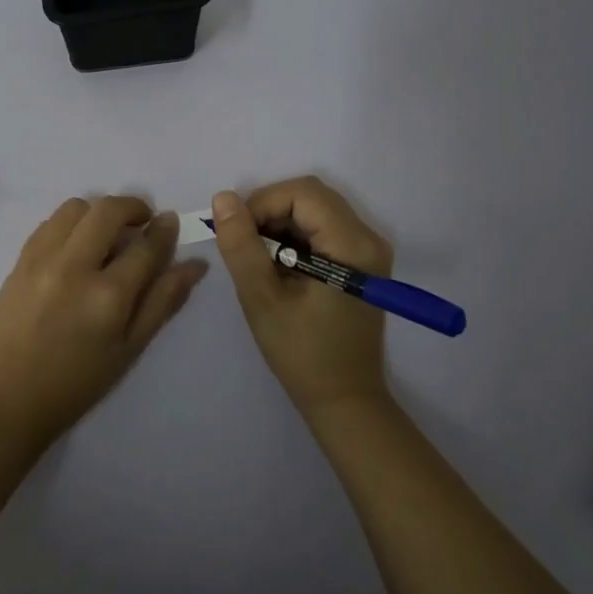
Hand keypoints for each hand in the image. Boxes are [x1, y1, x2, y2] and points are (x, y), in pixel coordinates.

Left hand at [0, 196, 208, 451]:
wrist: (4, 400)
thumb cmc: (75, 384)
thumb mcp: (129, 349)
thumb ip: (163, 301)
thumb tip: (196, 265)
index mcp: (108, 296)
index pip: (146, 245)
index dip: (164, 230)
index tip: (170, 223)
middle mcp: (75, 267)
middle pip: (109, 211)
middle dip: (133, 207)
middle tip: (142, 223)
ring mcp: (42, 259)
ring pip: (76, 207)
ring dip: (98, 212)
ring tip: (106, 235)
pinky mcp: (20, 260)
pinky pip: (50, 222)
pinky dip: (70, 223)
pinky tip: (76, 246)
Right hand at [211, 177, 392, 418]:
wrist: (344, 401)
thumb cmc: (303, 353)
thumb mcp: (262, 298)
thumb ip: (241, 245)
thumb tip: (223, 198)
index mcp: (352, 244)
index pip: (303, 193)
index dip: (263, 203)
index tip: (238, 233)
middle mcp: (368, 238)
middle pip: (311, 197)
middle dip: (270, 212)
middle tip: (245, 245)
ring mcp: (368, 250)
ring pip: (314, 210)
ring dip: (280, 225)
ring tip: (259, 261)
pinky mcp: (361, 262)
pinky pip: (322, 229)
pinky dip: (294, 238)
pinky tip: (278, 268)